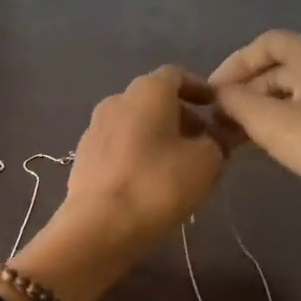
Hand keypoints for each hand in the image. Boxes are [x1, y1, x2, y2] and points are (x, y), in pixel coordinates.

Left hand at [63, 66, 226, 246]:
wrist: (99, 225)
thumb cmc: (158, 184)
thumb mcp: (206, 162)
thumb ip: (217, 142)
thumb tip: (215, 138)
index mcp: (147, 91)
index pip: (176, 75)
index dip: (199, 88)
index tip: (215, 107)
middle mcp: (116, 100)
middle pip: (154, 100)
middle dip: (181, 117)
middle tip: (204, 142)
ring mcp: (94, 128)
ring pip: (135, 124)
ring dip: (159, 137)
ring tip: (180, 165)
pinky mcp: (83, 157)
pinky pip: (119, 146)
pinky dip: (138, 154)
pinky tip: (150, 180)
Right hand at [208, 31, 300, 202]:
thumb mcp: (271, 123)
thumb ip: (236, 102)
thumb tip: (218, 94)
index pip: (263, 44)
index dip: (233, 64)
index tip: (210, 94)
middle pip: (277, 68)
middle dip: (245, 91)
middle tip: (218, 122)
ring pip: (292, 93)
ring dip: (262, 110)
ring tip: (237, 138)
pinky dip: (284, 123)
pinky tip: (270, 148)